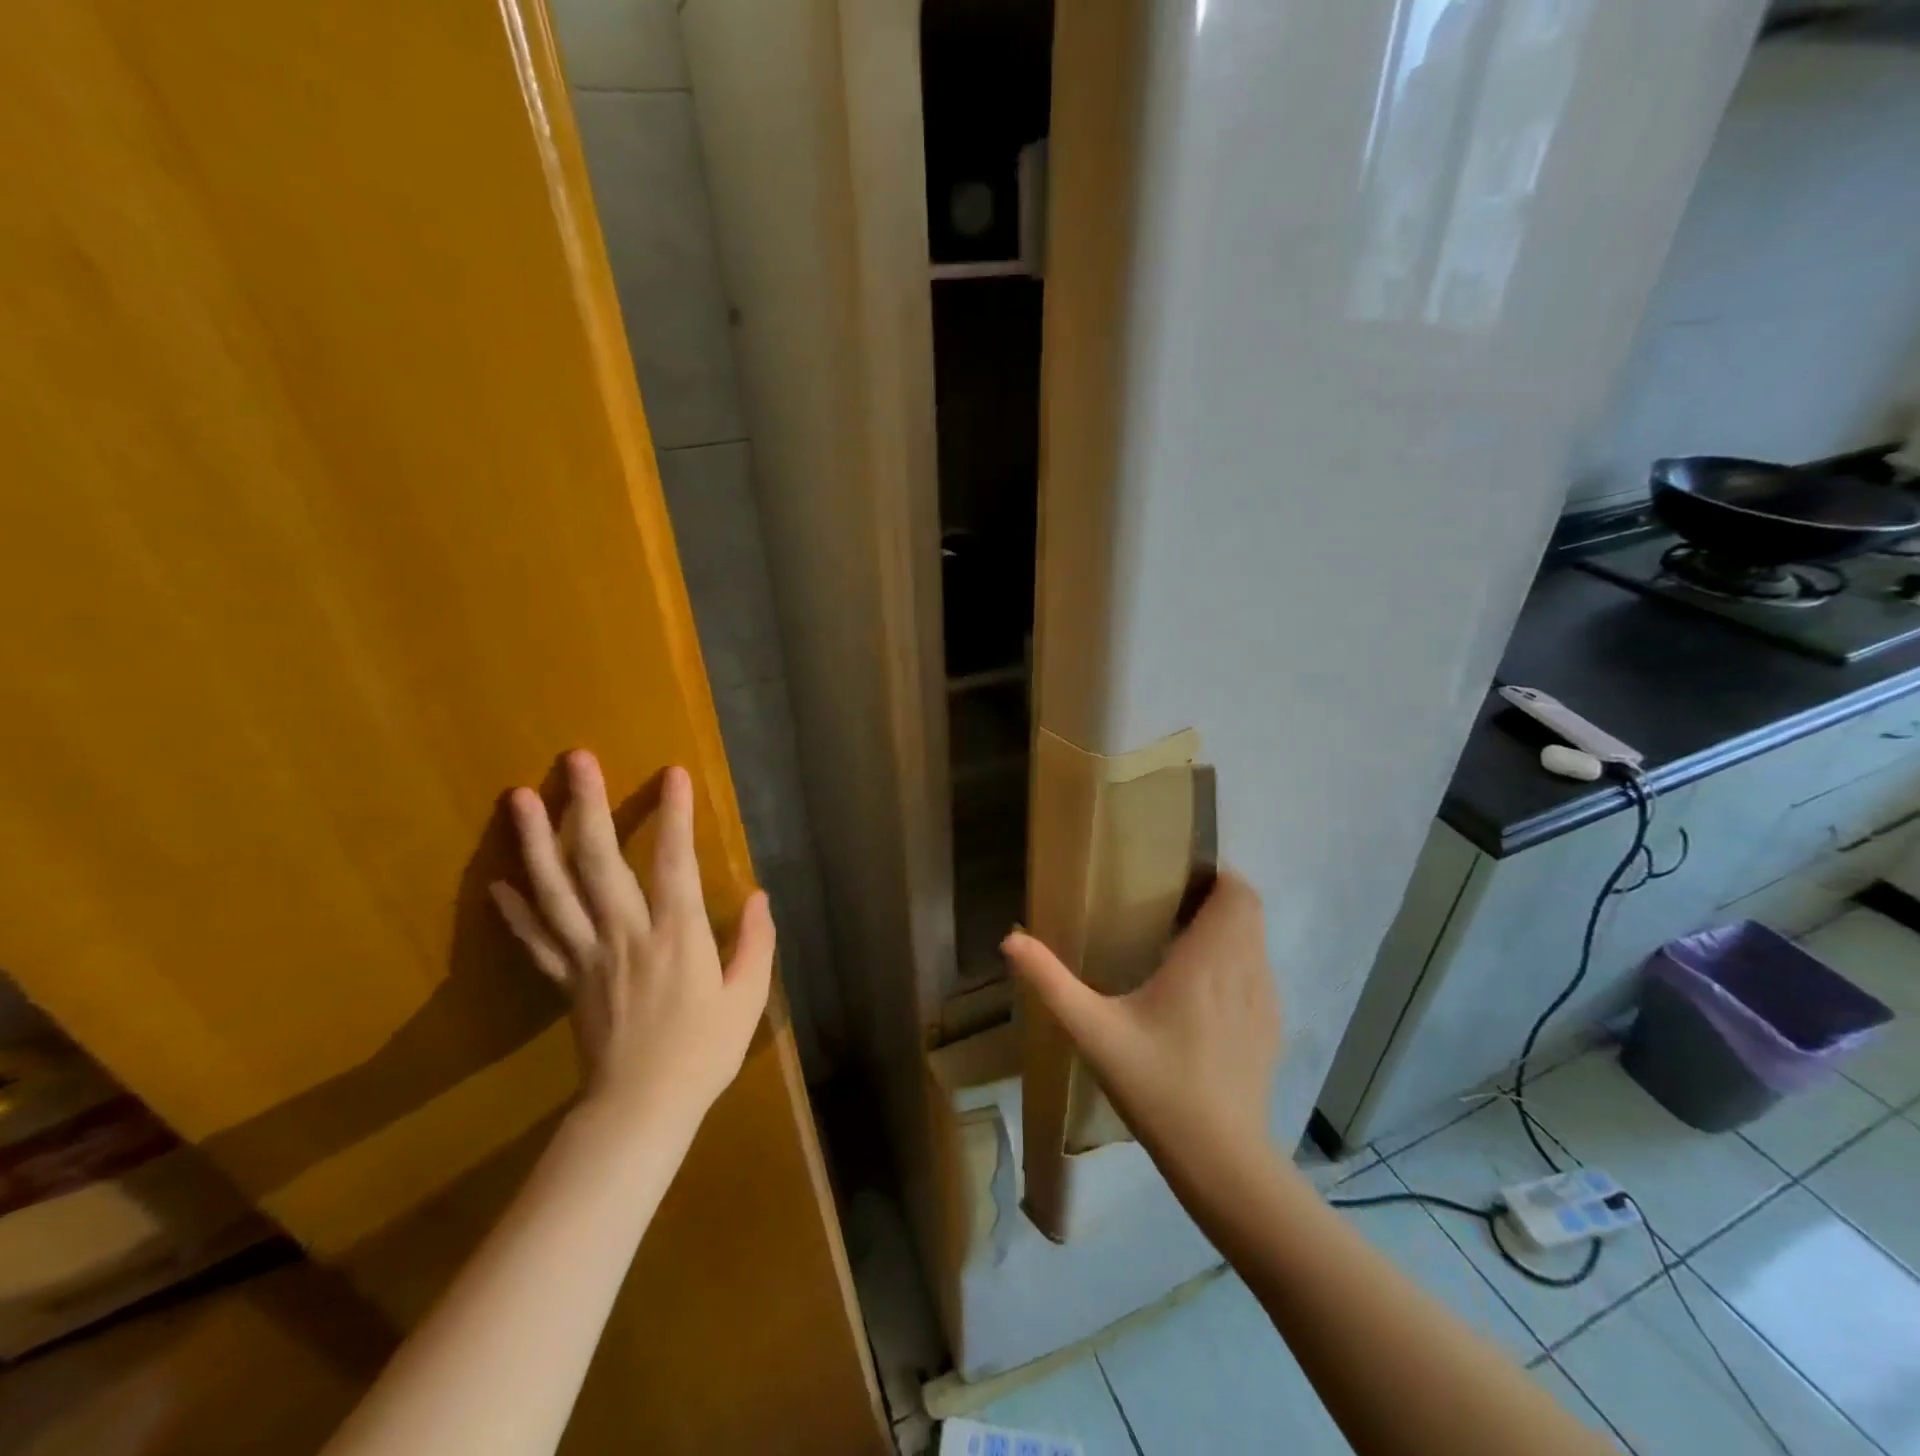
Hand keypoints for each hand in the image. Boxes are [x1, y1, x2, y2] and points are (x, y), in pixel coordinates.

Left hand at [489, 750, 774, 1124]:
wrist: (641, 1109)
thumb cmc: (703, 1052)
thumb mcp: (747, 998)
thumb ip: (755, 942)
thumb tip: (759, 895)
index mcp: (677, 935)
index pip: (674, 862)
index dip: (673, 815)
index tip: (672, 773)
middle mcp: (626, 934)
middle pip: (598, 860)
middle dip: (586, 805)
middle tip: (576, 759)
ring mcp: (588, 955)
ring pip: (555, 889)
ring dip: (535, 840)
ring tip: (517, 797)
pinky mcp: (566, 979)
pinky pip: (536, 937)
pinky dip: (515, 908)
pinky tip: (498, 879)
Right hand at [1002, 872, 1280, 1184]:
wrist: (1221, 1159)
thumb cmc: (1156, 1084)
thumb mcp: (1093, 1031)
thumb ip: (1051, 981)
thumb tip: (1011, 939)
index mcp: (1209, 959)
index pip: (1237, 891)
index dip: (1214, 874)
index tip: (1175, 878)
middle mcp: (1247, 969)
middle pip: (1248, 909)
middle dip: (1215, 898)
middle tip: (1167, 907)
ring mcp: (1266, 1000)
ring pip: (1255, 940)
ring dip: (1226, 929)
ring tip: (1180, 943)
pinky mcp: (1271, 1028)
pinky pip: (1258, 971)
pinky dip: (1236, 962)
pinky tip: (1200, 992)